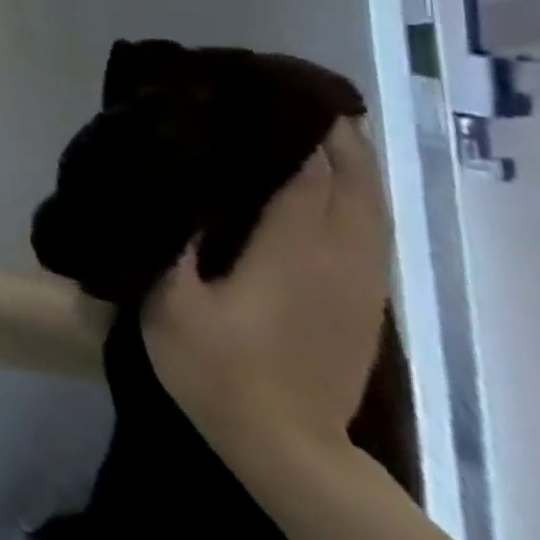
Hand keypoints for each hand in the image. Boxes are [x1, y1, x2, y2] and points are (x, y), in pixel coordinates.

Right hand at [141, 120, 391, 462]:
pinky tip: (326, 187)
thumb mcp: (170, 302)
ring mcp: (358, 283)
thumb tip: (174, 186)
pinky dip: (355, 196)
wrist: (286, 447)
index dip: (294, 130)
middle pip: (352, 182)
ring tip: (307, 128)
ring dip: (348, 163)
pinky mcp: (363, 302)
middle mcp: (337, 259)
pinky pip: (369, 231)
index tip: (262, 93)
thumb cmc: (216, 368)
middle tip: (283, 98)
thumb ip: (173, 240)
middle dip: (330, 136)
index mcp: (291, 253)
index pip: (309, 174)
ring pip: (370, 206)